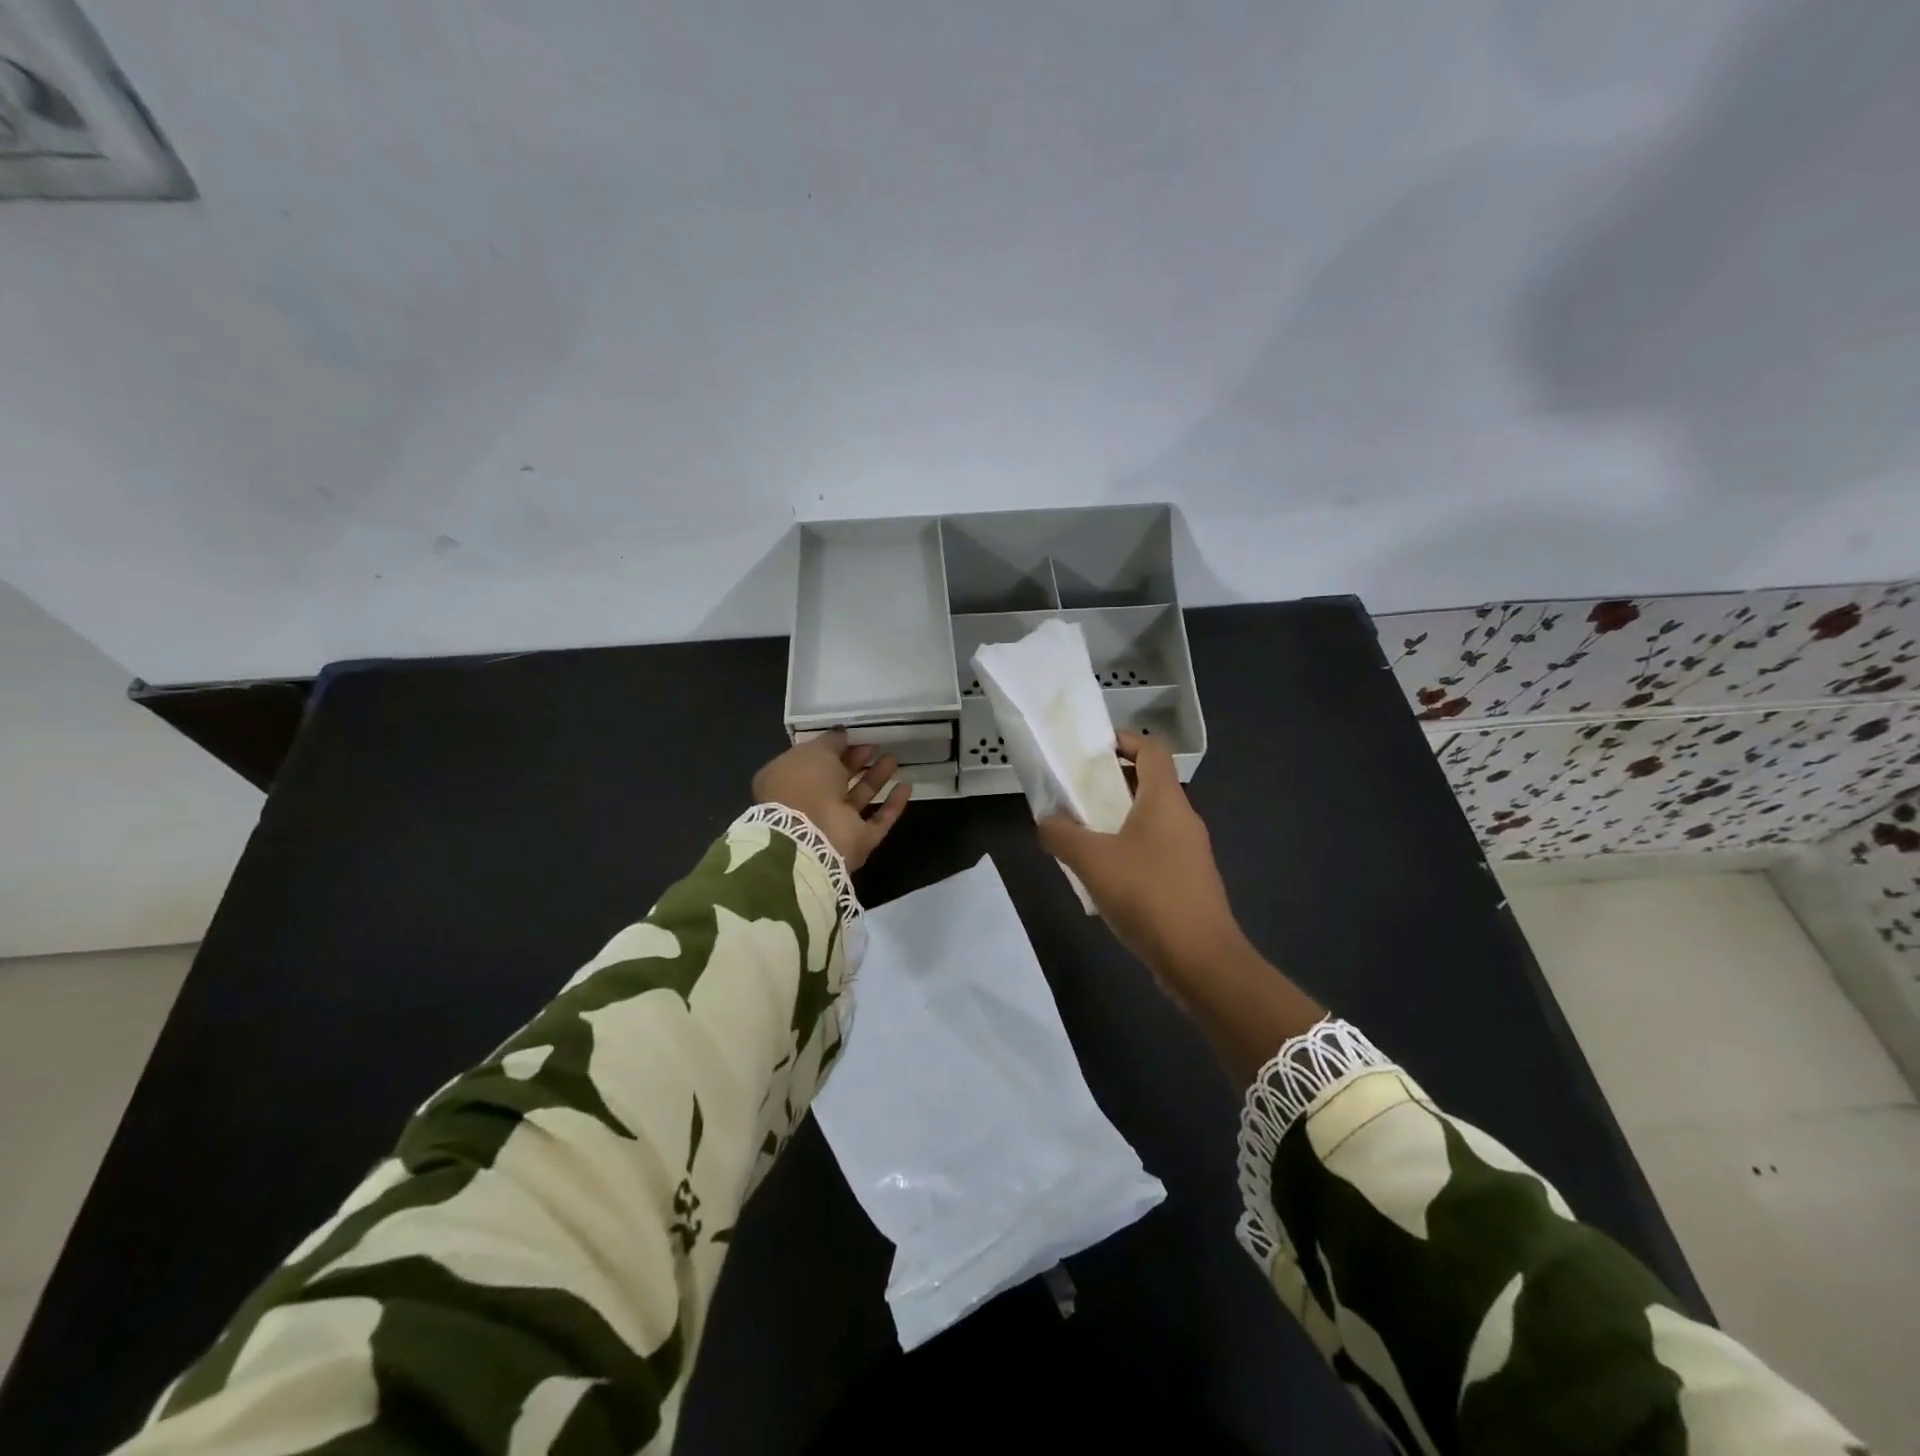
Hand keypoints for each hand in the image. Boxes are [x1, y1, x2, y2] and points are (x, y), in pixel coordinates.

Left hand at [752, 731, 910, 871]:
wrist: (810, 836)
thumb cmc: (804, 784)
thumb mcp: (814, 751)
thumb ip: (830, 741)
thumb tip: (841, 734)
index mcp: (789, 781)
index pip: (812, 761)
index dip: (833, 747)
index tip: (853, 735)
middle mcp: (810, 803)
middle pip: (837, 779)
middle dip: (856, 761)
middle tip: (875, 744)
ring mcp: (834, 825)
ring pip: (858, 798)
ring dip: (875, 779)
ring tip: (893, 759)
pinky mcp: (857, 841)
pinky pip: (878, 821)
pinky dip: (892, 805)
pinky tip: (907, 786)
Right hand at [1038, 732, 1245, 988]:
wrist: (1200, 959)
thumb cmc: (1147, 895)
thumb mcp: (1091, 861)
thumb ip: (1061, 834)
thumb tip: (1045, 820)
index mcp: (1165, 801)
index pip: (1152, 750)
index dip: (1125, 740)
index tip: (1092, 748)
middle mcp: (1183, 818)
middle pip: (1150, 783)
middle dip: (1113, 782)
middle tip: (1077, 791)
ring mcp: (1190, 851)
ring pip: (1152, 819)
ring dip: (1119, 818)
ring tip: (1083, 832)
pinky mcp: (1189, 880)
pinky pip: (1156, 849)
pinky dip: (1130, 848)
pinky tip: (1105, 874)